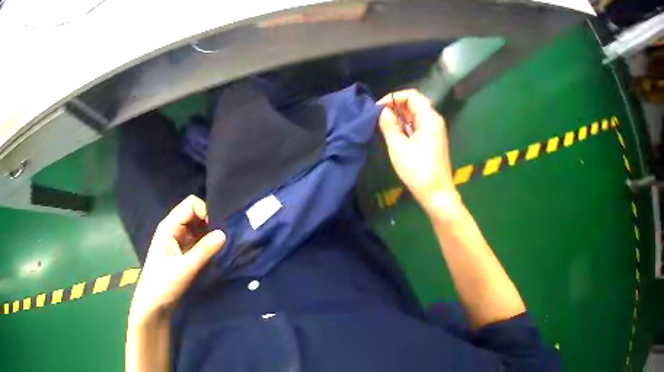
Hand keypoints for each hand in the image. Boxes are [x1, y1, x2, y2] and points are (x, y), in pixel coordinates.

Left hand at [128, 195, 225, 324]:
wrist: (154, 305)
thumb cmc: (163, 285)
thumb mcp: (184, 268)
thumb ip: (204, 250)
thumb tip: (224, 233)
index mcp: (169, 226)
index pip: (191, 204)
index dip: (206, 211)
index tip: (219, 227)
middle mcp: (173, 228)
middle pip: (195, 212)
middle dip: (211, 220)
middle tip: (225, 234)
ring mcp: (178, 240)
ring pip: (198, 226)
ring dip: (210, 231)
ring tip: (223, 243)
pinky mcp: (183, 251)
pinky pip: (198, 239)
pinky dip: (208, 241)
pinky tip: (216, 250)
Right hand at [377, 90, 458, 210]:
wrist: (436, 193)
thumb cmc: (417, 170)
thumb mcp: (398, 147)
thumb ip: (389, 125)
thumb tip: (382, 111)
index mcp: (429, 118)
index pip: (412, 95)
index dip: (394, 97)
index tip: (378, 107)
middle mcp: (434, 120)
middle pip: (414, 103)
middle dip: (396, 106)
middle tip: (378, 116)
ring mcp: (435, 130)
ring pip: (416, 114)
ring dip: (400, 116)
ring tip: (383, 124)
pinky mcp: (433, 139)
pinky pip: (418, 124)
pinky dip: (406, 125)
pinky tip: (395, 133)